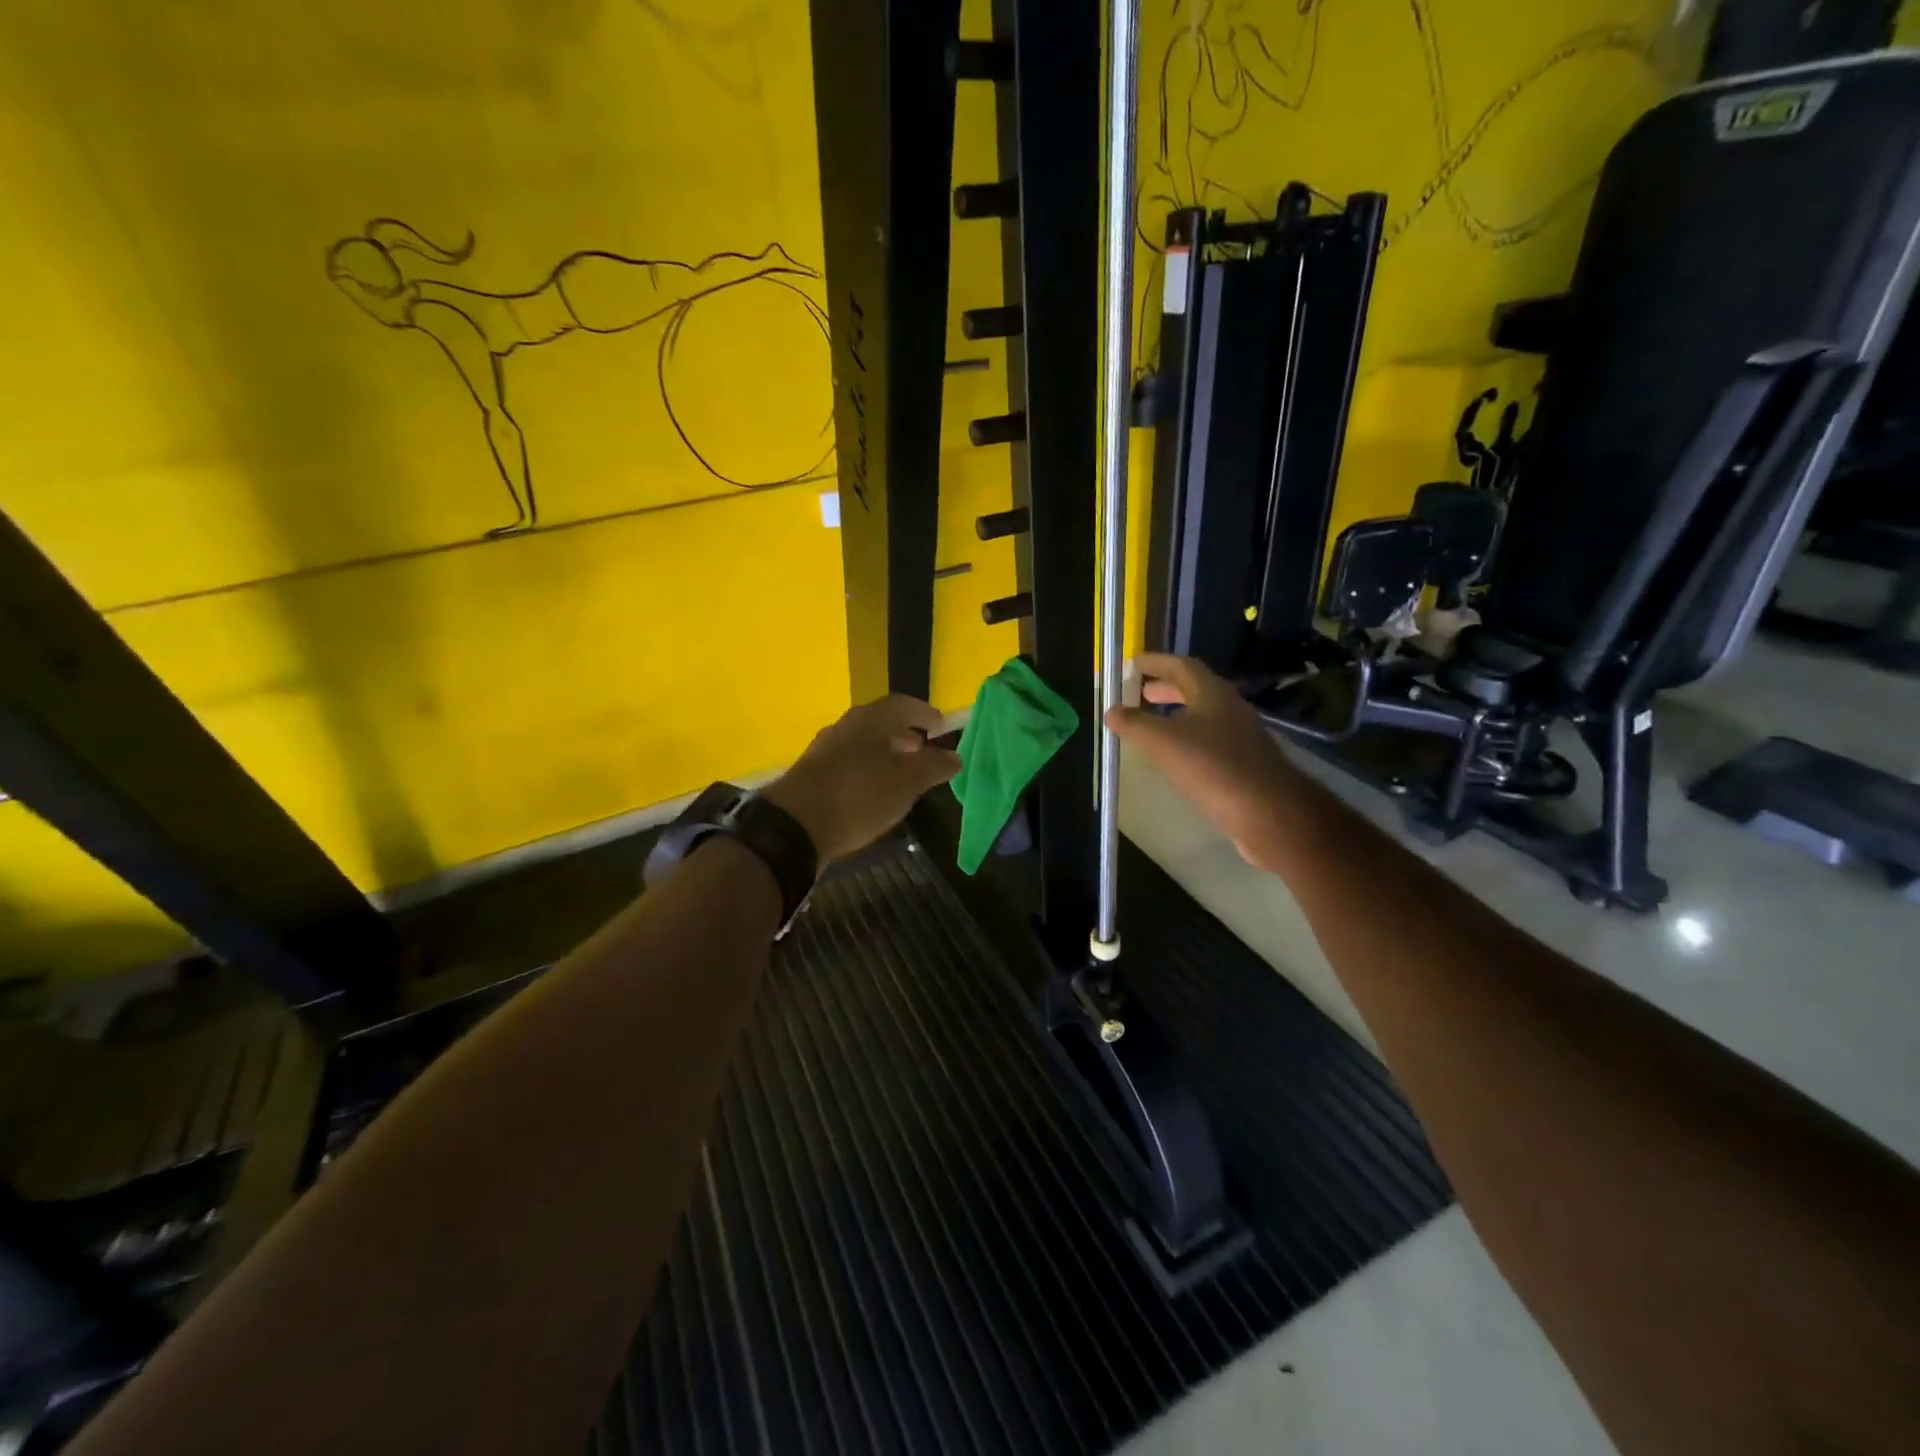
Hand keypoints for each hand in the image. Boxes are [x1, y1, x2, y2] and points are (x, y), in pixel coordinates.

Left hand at [763, 695, 961, 864]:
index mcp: (871, 718)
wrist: (796, 825)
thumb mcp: (907, 782)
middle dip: (905, 733)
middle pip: (881, 723)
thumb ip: (934, 766)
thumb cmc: (860, 794)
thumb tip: (955, 757)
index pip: (904, 704)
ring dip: (886, 754)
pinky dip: (869, 771)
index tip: (941, 727)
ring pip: (864, 744)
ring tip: (904, 773)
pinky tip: (876, 792)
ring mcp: (825, 750)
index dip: (925, 714)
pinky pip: (849, 764)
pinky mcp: (813, 775)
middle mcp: (846, 726)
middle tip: (924, 749)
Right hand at [1105, 652, 1304, 871]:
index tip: (1132, 663)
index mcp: (1213, 694)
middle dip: (1166, 689)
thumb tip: (1111, 710)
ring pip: (1204, 716)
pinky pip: (1211, 741)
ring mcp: (1241, 737)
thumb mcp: (1164, 743)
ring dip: (1177, 715)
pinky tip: (1176, 759)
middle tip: (1141, 693)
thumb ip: (1135, 724)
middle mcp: (1230, 709)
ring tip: (1153, 726)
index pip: (1181, 666)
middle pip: (1195, 689)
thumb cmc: (1215, 768)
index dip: (1156, 662)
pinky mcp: (1245, 764)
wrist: (1271, 814)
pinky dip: (1188, 739)